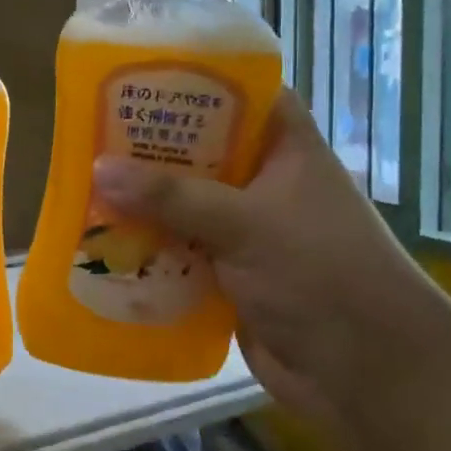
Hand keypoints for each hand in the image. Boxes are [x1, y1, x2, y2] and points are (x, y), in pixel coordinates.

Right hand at [89, 90, 434, 431]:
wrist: (368, 375)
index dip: (192, 80)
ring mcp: (247, 229)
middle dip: (149, 146)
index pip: (239, 93)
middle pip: (199, 150)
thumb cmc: (321, 273)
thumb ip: (171, 195)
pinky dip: (148, 245)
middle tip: (89, 132)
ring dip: (142, 200)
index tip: (136, 75)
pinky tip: (102, 240)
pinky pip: (179, 248)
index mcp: (284, 149)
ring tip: (82, 183)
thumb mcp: (245, 223)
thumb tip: (98, 169)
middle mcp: (264, 181)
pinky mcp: (230, 272)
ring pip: (184, 202)